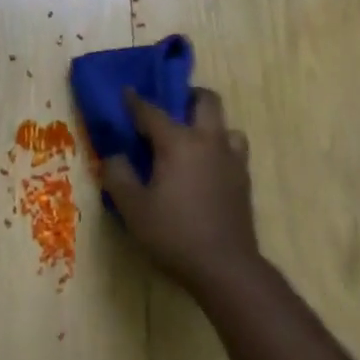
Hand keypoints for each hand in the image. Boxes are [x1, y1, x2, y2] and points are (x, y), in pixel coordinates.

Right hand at [101, 88, 260, 293]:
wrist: (225, 267)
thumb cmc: (174, 234)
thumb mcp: (132, 208)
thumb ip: (118, 175)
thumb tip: (115, 155)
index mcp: (179, 143)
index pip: (152, 112)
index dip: (135, 101)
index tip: (126, 91)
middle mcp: (209, 141)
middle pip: (206, 101)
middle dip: (187, 96)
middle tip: (171, 107)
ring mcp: (232, 159)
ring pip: (226, 125)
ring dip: (208, 124)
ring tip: (191, 141)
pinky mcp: (243, 180)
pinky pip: (233, 149)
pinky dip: (219, 148)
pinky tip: (205, 168)